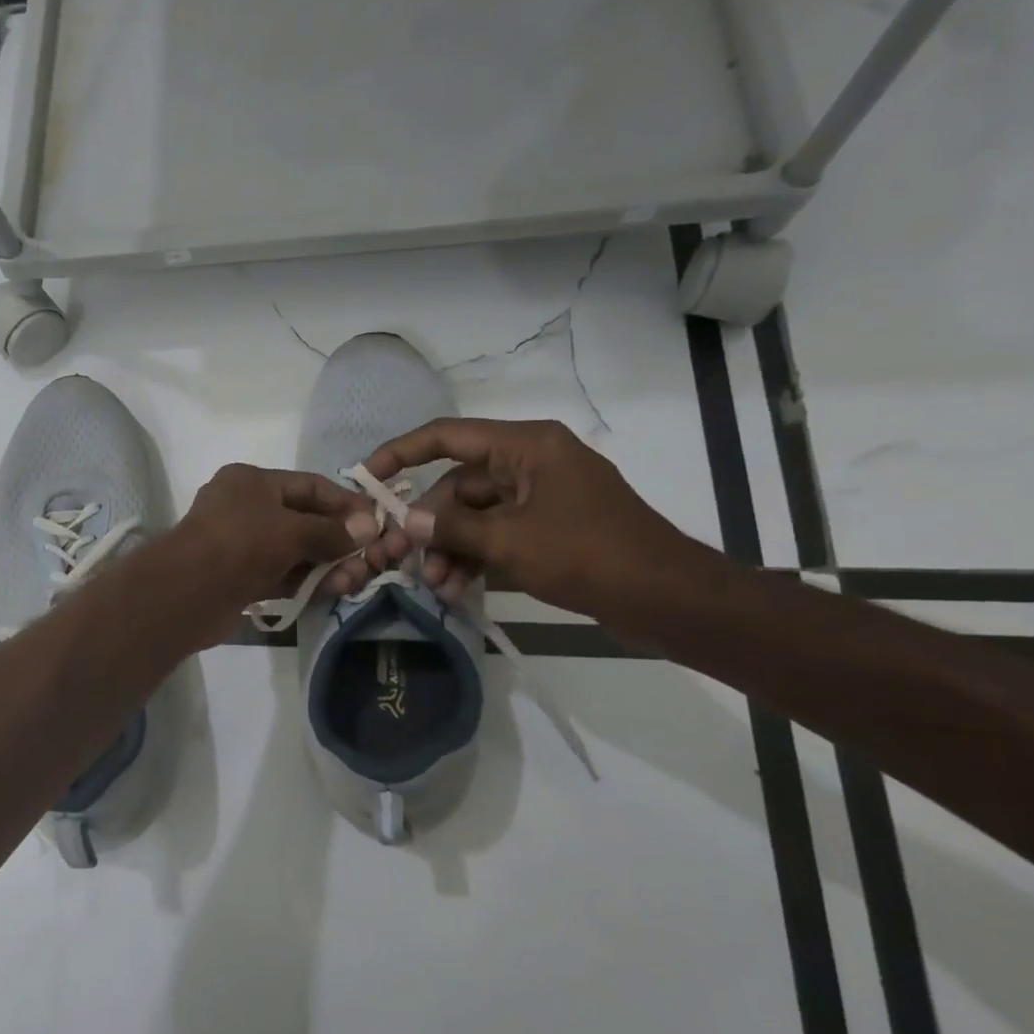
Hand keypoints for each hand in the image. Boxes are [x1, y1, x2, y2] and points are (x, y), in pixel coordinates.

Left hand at [166, 464, 378, 635]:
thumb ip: (331, 531)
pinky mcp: (241, 579)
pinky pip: (282, 575)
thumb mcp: (292, 530)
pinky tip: (332, 591)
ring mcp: (241, 545)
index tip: (376, 521)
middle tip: (370, 559)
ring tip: (355, 580)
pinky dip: (306, 582)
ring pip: (294, 551)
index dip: (344, 502)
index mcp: (251, 482)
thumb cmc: (241, 544)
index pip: (309, 485)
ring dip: (326, 565)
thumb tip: (369, 527)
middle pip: (304, 520)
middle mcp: (245, 508)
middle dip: (338, 540)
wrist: (188, 592)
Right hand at [361, 419, 703, 619]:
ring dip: (452, 546)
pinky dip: (477, 555)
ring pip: (476, 513)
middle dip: (432, 524)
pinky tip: (458, 587)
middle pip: (460, 483)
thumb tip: (406, 520)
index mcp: (526, 446)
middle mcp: (531, 461)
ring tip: (437, 585)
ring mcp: (542, 494)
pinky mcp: (550, 525)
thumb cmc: (588, 555)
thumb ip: (452, 527)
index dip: (402, 452)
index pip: (448, 436)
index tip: (367, 477)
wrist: (666, 598)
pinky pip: (498, 531)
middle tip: (407, 560)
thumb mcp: (510, 542)